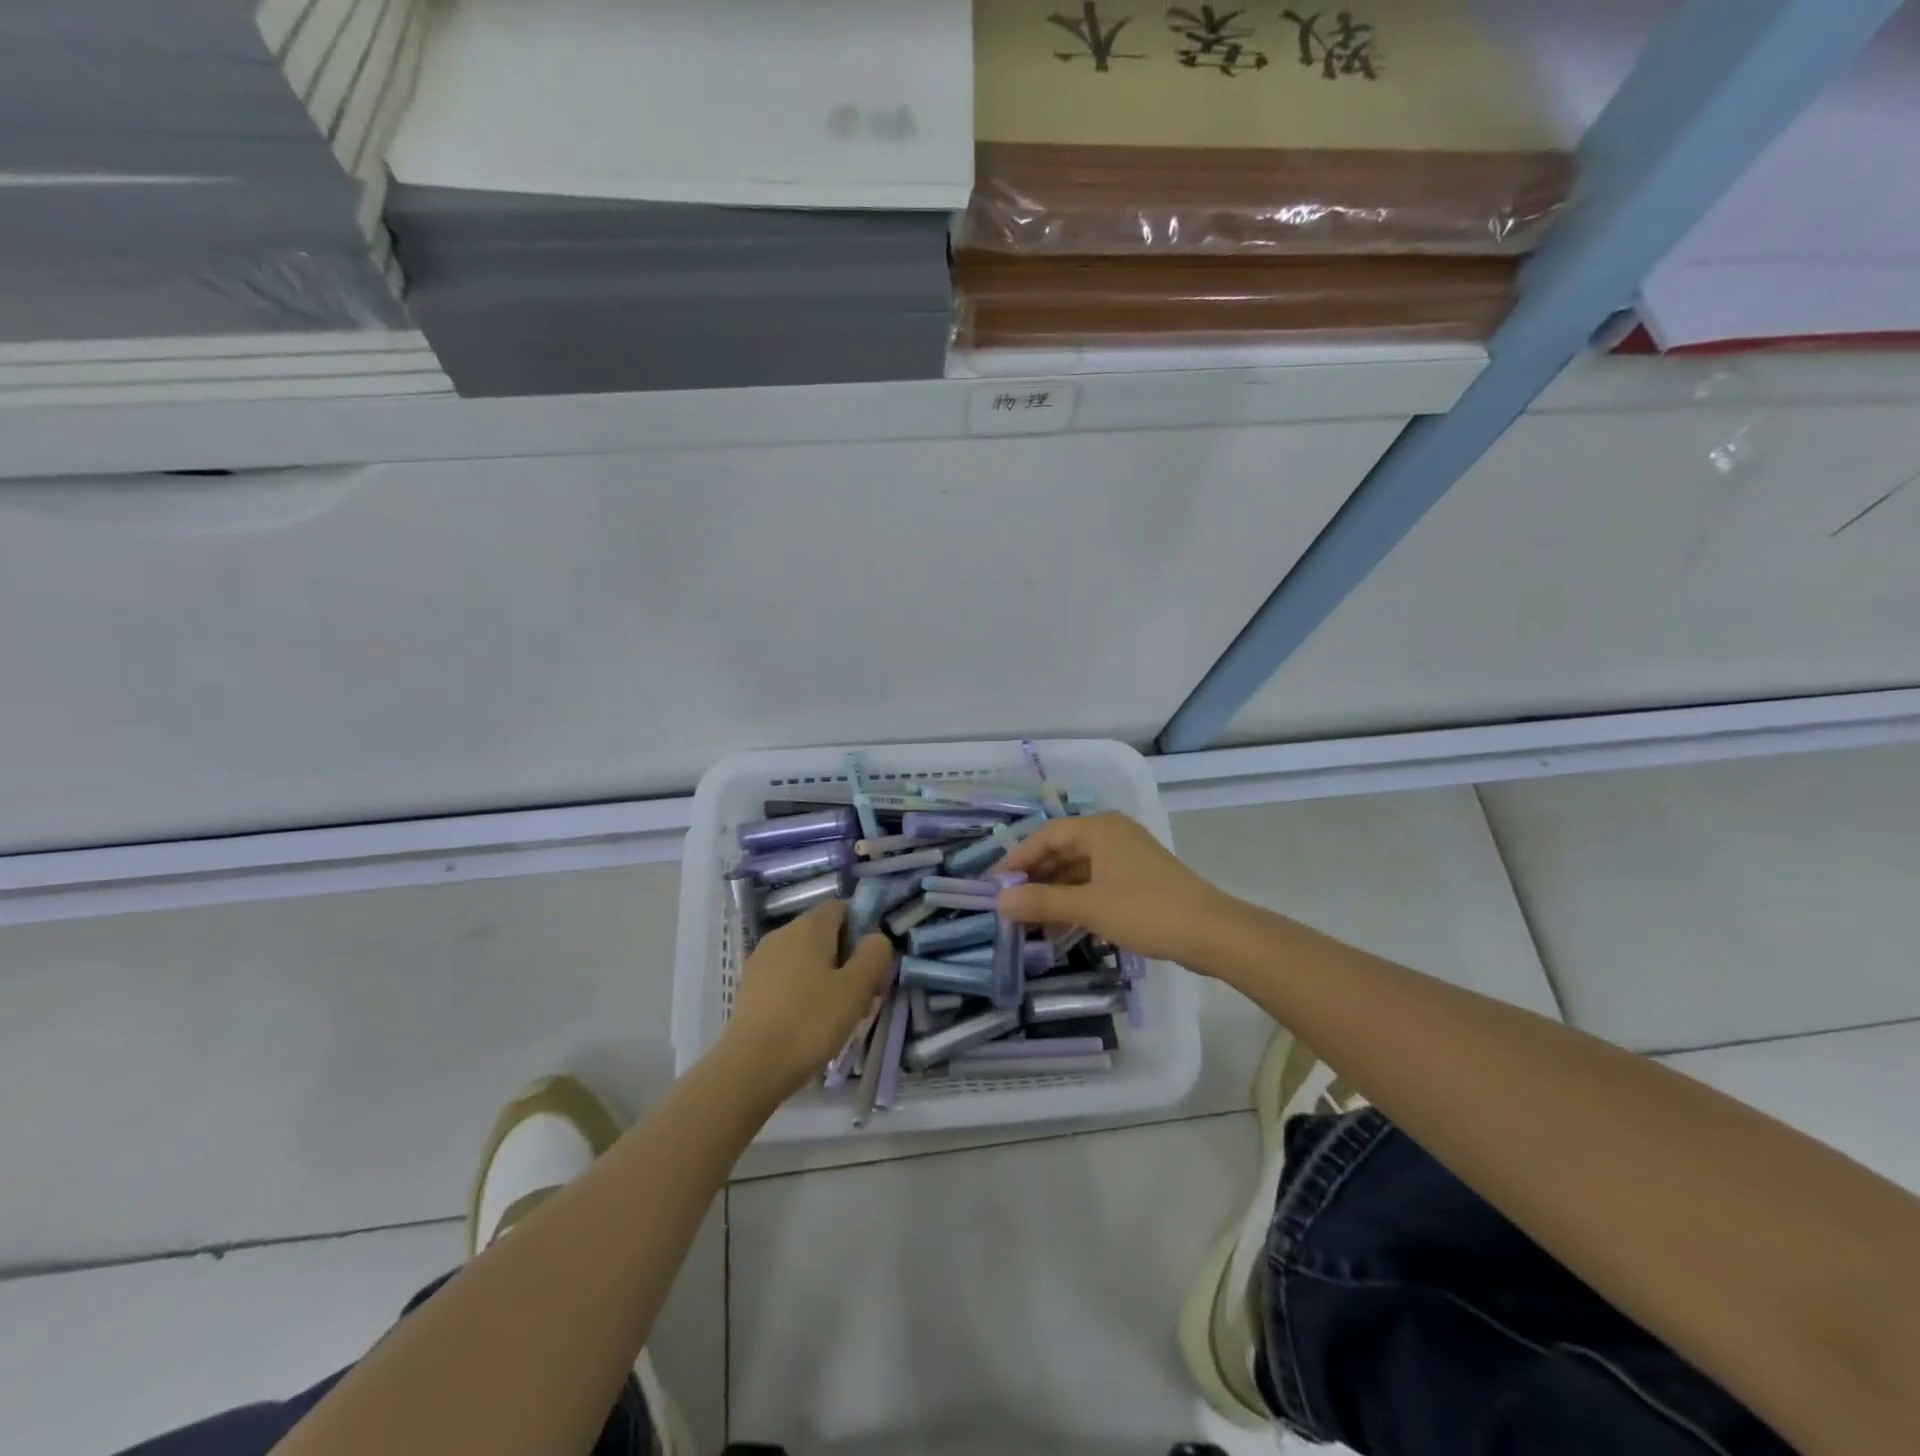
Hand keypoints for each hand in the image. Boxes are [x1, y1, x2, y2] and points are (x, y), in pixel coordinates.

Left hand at [719, 901, 894, 1098]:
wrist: (749, 1068)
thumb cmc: (809, 1023)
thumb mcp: (856, 988)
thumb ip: (874, 954)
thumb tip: (876, 938)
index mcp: (808, 927)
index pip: (842, 908)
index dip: (862, 931)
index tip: (870, 966)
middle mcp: (781, 934)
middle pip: (825, 934)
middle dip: (846, 960)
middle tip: (860, 997)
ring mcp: (761, 961)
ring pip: (806, 958)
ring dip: (826, 978)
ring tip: (836, 1016)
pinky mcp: (749, 987)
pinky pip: (786, 978)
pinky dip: (802, 992)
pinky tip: (808, 1025)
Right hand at [995, 811, 1232, 967]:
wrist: (1212, 933)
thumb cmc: (1146, 910)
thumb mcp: (1089, 907)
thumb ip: (1042, 902)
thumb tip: (999, 901)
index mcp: (1100, 828)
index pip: (1046, 835)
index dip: (1018, 858)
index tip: (995, 884)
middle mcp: (1112, 834)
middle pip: (1062, 850)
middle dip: (1036, 878)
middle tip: (1010, 904)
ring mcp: (1128, 857)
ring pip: (1079, 870)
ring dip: (1055, 893)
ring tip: (1031, 921)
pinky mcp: (1140, 880)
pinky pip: (1097, 883)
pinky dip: (1077, 900)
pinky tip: (1062, 926)